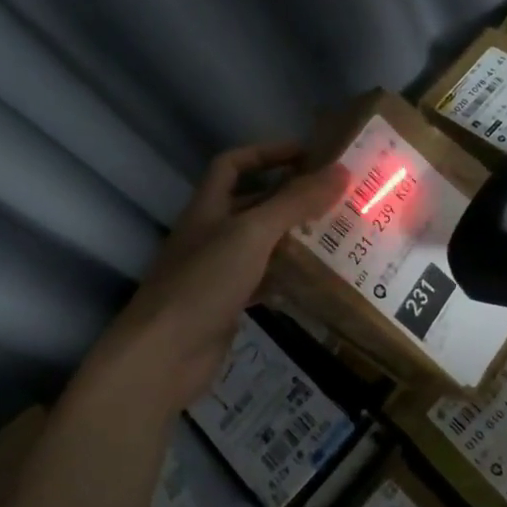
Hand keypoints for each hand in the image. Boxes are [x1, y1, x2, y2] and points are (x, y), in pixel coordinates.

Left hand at [90, 142, 349, 414]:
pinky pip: (264, 279)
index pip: (233, 164)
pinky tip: (319, 277)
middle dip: (290, 196)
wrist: (166, 353)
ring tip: (338, 232)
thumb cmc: (205, 281)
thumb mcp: (252, 233)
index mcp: (208, 206)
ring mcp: (219, 270)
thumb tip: (341, 171)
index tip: (308, 154)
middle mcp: (212, 232)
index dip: (267, 153)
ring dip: (294, 236)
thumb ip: (294, 202)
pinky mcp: (229, 303)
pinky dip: (289, 275)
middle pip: (252, 202)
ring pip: (262, 243)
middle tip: (336, 196)